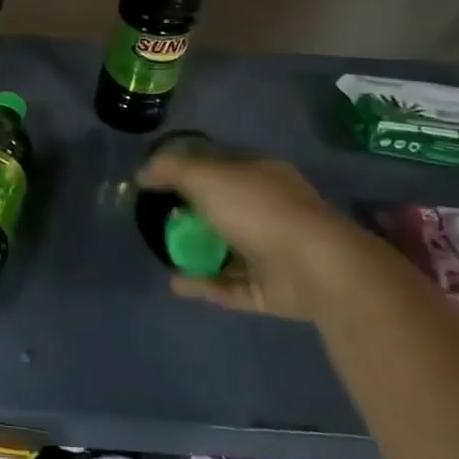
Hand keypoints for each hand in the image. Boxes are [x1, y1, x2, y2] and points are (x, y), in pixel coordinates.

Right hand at [137, 153, 366, 319]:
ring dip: (197, 253)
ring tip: (163, 253)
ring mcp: (274, 252)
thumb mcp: (206, 177)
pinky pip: (230, 287)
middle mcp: (270, 210)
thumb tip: (143, 173)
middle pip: (224, 209)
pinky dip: (203, 284)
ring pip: (228, 251)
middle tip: (158, 220)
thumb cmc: (258, 210)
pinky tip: (175, 283)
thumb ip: (171, 170)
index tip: (159, 182)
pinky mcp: (272, 291)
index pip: (221, 167)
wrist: (315, 268)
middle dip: (192, 215)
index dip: (190, 171)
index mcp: (261, 176)